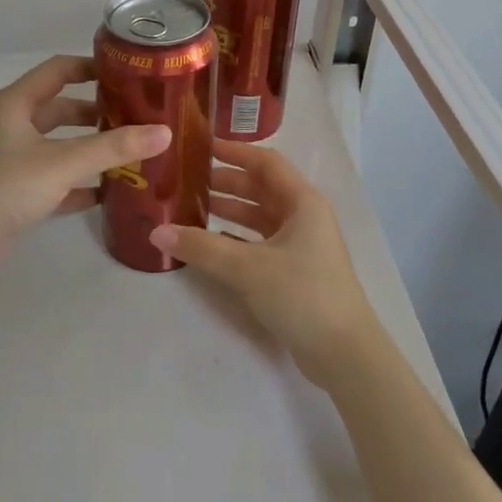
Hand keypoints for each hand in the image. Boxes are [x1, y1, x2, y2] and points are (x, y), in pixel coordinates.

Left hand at [0, 55, 170, 273]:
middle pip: (61, 109)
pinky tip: (108, 192)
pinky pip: (55, 179)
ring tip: (131, 152)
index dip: (91, 67)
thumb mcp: (63, 162)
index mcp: (16, 104)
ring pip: (59, 145)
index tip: (127, 73)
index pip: (57, 70)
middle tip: (137, 117)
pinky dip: (79, 183)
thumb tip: (164, 132)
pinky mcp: (15, 192)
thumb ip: (114, 147)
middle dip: (97, 112)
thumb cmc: (5, 187)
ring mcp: (12, 160)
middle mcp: (12, 126)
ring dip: (90, 148)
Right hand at [149, 145, 383, 390]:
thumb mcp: (247, 267)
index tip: (202, 146)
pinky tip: (208, 244)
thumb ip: (201, 247)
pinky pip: (260, 243)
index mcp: (302, 202)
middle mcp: (304, 216)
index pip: (266, 163)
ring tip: (190, 209)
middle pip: (261, 188)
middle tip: (187, 180)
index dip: (234, 152)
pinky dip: (235, 239)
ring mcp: (301, 245)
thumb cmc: (302, 294)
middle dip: (226, 182)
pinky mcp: (295, 271)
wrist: (344, 354)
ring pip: (259, 217)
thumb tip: (156, 232)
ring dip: (229, 211)